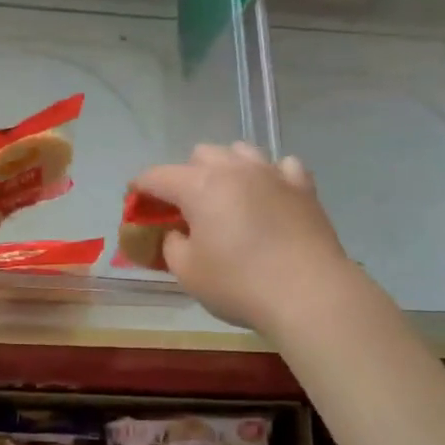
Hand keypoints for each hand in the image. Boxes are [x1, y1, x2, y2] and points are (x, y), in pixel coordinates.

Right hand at [133, 143, 355, 335]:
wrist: (309, 293)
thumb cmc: (239, 284)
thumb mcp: (188, 272)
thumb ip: (172, 245)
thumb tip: (176, 233)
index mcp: (200, 186)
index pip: (158, 176)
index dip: (141, 188)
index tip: (135, 201)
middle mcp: (235, 169)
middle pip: (201, 154)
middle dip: (186, 175)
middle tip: (186, 207)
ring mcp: (273, 173)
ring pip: (241, 151)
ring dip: (227, 167)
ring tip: (228, 195)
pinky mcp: (303, 188)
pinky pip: (282, 166)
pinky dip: (270, 176)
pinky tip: (270, 195)